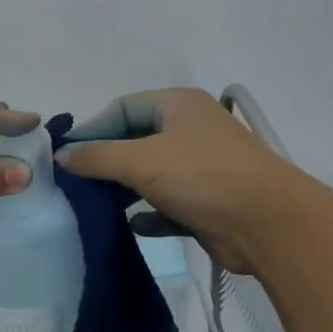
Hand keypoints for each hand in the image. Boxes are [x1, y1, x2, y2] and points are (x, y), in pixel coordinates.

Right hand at [56, 88, 299, 273]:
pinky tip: (131, 226)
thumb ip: (97, 157)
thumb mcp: (142, 160)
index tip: (65, 157)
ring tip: (93, 206)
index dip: (92, 129)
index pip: (122, 107)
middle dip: (105, 162)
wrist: (270, 225)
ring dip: (123, 189)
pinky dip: (148, 215)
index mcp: (178, 105)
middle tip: (75, 184)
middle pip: (134, 140)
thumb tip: (62, 156)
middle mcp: (190, 131)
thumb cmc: (203, 177)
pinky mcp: (206, 203)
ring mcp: (200, 168)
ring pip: (150, 174)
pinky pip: (167, 205)